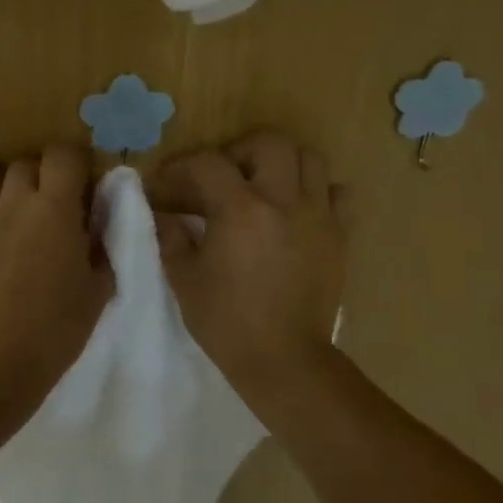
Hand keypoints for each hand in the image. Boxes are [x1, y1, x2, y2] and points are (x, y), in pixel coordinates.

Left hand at [0, 145, 112, 409]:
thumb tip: (97, 219)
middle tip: (40, 212)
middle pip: (23, 164)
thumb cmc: (52, 332)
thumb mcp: (96, 292)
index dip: (70, 164)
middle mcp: (12, 200)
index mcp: (55, 209)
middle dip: (35, 180)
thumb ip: (100, 246)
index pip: (63, 155)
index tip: (75, 185)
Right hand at [155, 132, 348, 413]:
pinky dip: (319, 192)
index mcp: (240, 210)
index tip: (167, 183)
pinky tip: (299, 210)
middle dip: (240, 151)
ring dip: (282, 163)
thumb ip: (171, 236)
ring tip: (264, 187)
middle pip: (269, 142)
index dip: (181, 167)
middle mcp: (283, 201)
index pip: (207, 164)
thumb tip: (162, 213)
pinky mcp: (339, 235)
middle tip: (224, 177)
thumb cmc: (227, 322)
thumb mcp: (185, 279)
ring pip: (309, 158)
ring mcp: (317, 215)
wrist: (285, 360)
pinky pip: (339, 194)